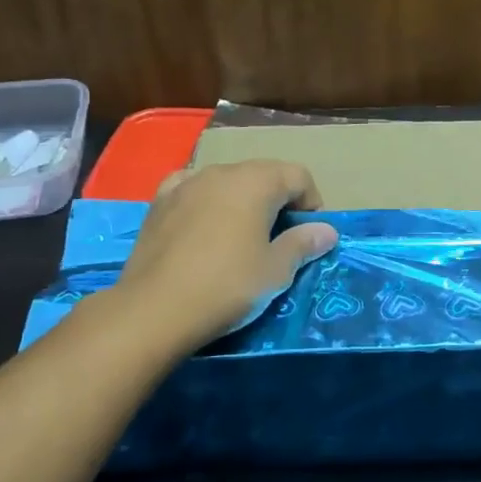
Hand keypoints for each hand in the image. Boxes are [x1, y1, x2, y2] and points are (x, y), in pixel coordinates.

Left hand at [111, 160, 337, 349]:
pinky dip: (206, 201)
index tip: (309, 236)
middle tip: (279, 239)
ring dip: (243, 200)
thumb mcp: (276, 271)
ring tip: (241, 236)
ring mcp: (186, 183)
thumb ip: (303, 243)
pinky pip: (192, 189)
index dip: (311, 203)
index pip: (299, 176)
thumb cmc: (227, 287)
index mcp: (256, 182)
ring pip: (227, 181)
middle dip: (278, 200)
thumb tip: (327, 230)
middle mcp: (221, 171)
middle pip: (263, 174)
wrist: (153, 310)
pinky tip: (203, 224)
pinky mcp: (158, 202)